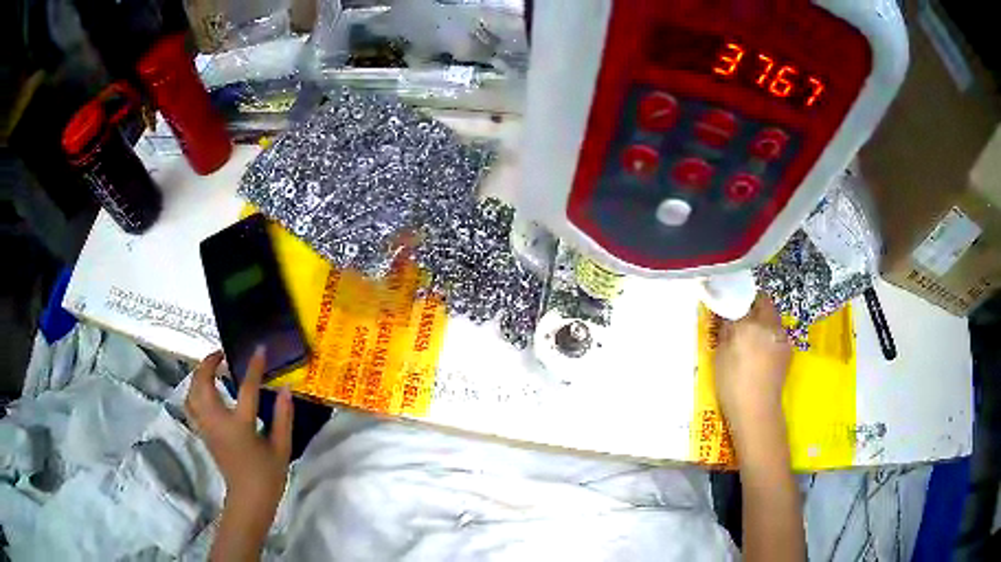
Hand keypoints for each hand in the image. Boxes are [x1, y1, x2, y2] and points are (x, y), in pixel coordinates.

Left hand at [185, 347, 292, 535]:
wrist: (249, 499)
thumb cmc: (267, 475)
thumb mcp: (282, 448)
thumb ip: (283, 417)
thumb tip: (286, 389)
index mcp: (239, 426)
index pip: (246, 389)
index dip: (253, 367)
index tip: (259, 350)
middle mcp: (217, 422)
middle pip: (203, 384)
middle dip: (208, 363)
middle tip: (221, 355)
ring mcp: (206, 427)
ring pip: (191, 392)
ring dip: (198, 375)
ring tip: (211, 369)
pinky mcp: (203, 433)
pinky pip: (190, 405)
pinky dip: (194, 391)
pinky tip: (205, 390)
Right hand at [714, 293, 791, 432]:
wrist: (756, 410)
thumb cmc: (732, 384)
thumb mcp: (720, 354)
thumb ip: (725, 328)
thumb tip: (725, 313)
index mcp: (750, 323)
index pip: (744, 297)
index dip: (736, 299)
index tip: (728, 307)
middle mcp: (770, 324)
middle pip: (763, 303)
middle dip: (752, 306)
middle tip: (739, 320)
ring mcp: (781, 337)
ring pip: (772, 318)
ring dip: (762, 321)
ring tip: (750, 339)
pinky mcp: (787, 350)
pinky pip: (777, 333)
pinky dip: (769, 336)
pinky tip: (760, 354)